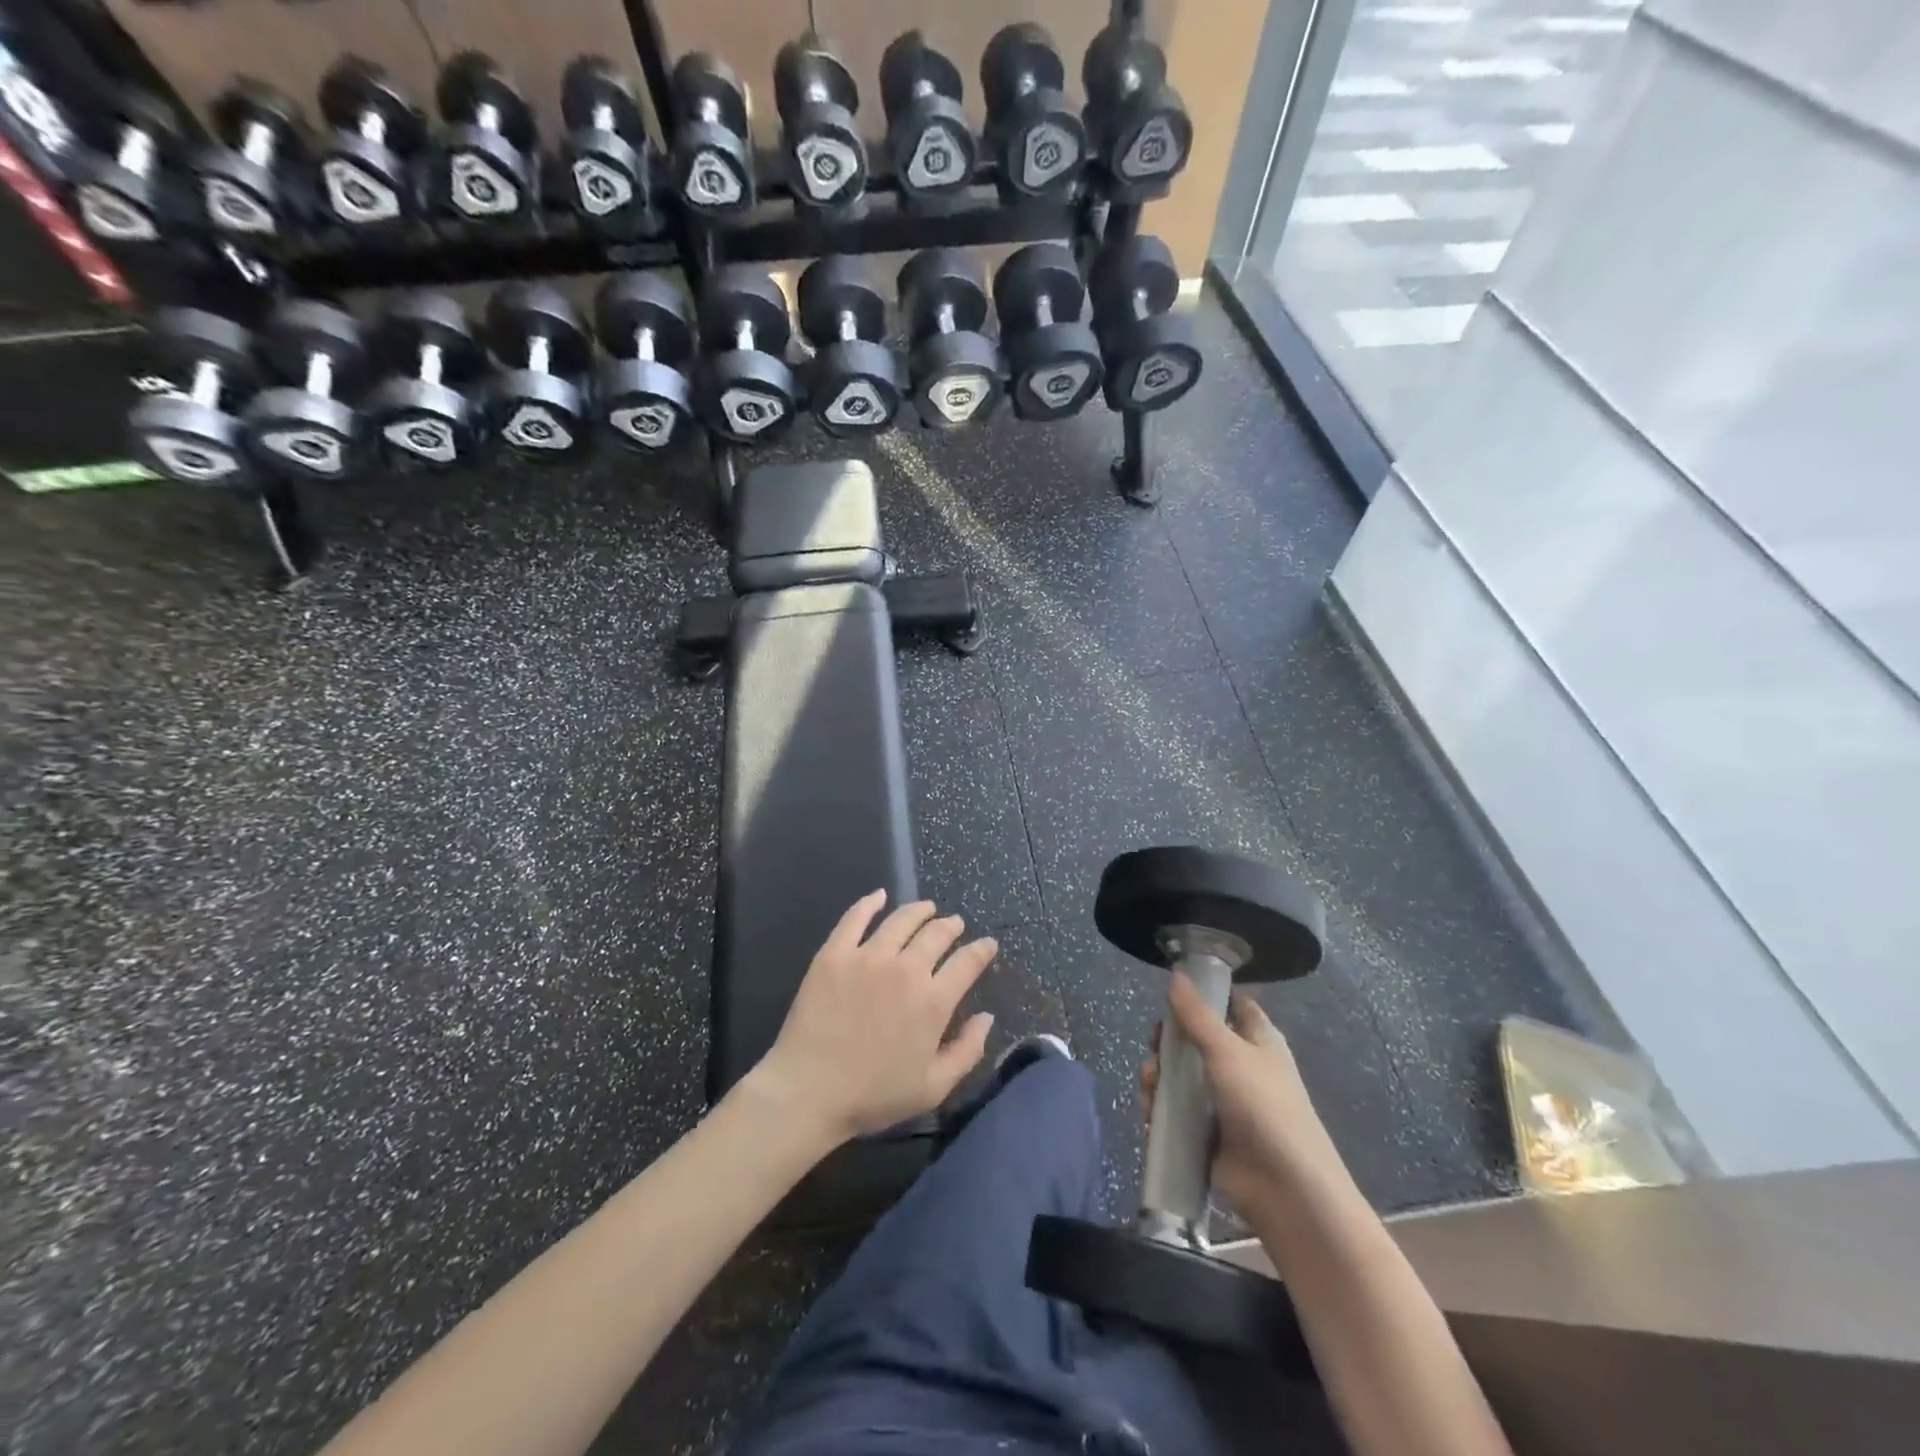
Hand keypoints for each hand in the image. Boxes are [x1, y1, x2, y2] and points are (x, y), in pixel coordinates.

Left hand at [752, 892, 998, 1144]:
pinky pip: (855, 918)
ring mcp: (868, 956)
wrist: (809, 1091)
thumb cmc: (873, 1096)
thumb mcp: (933, 1088)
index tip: (988, 944)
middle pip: (936, 934)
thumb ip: (967, 1051)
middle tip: (954, 923)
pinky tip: (879, 896)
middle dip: (951, 926)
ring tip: (926, 908)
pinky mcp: (834, 954)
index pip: (967, 963)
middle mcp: (906, 969)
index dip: (982, 950)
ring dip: (919, 910)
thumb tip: (986, 1017)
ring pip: (901, 919)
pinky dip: (870, 903)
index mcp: (933, 1001)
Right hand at [1141, 974, 1349, 1217]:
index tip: (1173, 993)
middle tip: (1155, 1044)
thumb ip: (1196, 1014)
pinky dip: (1161, 1109)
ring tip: (1148, 1083)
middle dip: (1169, 1041)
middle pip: (1196, 1040)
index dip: (1205, 995)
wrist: (1285, 1189)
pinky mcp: (1209, 1134)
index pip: (1231, 1005)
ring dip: (1159, 1077)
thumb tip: (1177, 975)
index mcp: (1257, 1040)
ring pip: (1181, 1077)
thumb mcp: (1227, 1050)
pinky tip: (1149, 1112)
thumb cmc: (1262, 1105)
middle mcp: (1241, 1067)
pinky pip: (1177, 1113)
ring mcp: (1224, 1103)